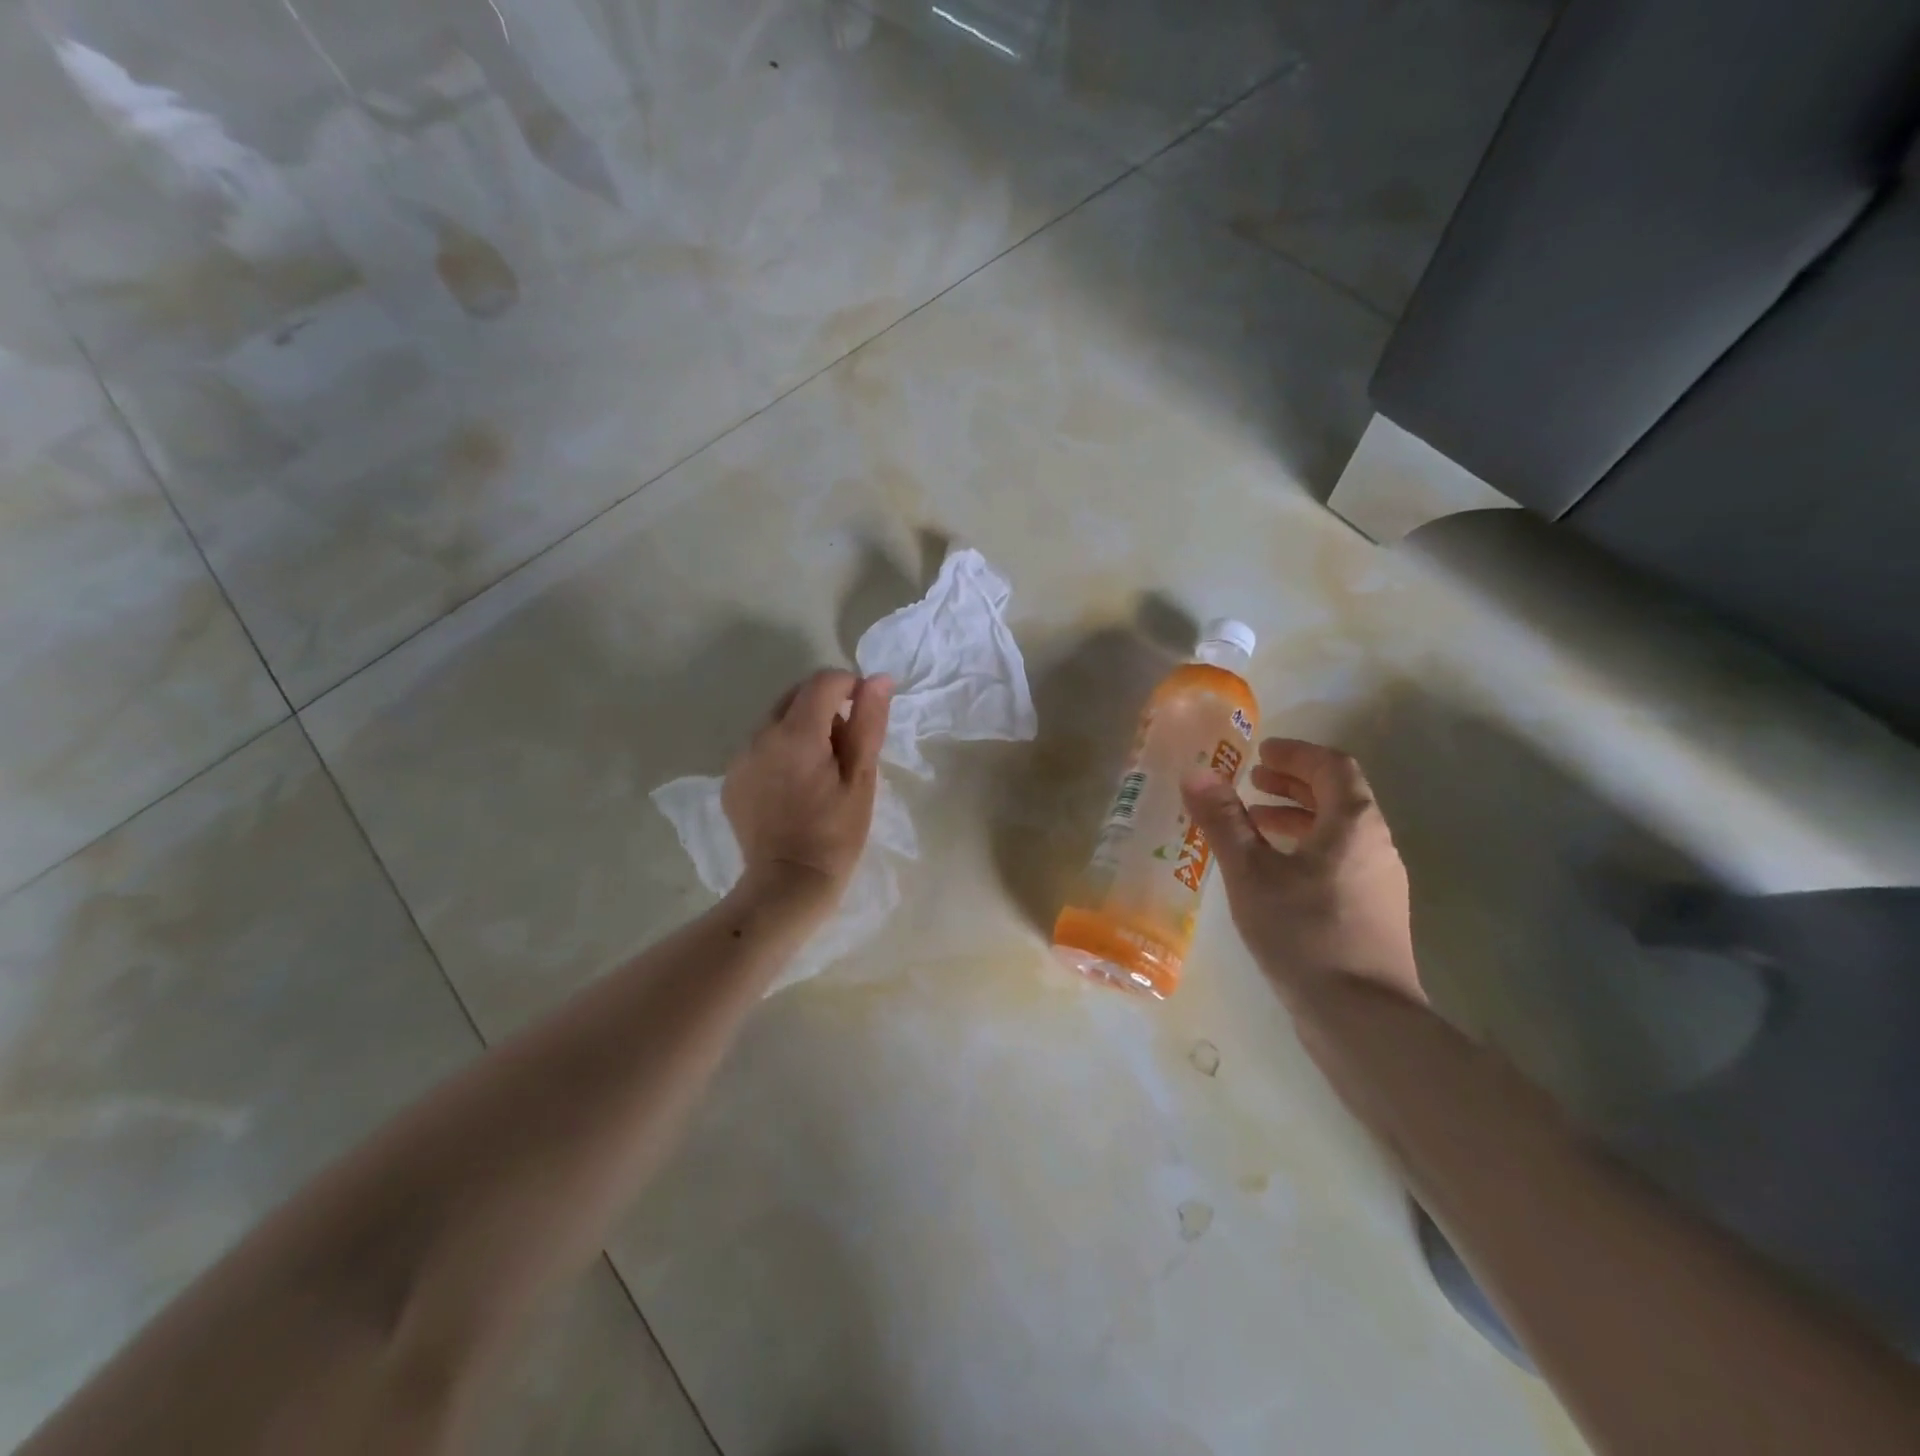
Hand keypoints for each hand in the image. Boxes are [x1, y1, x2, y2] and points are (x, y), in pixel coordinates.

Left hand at [723, 669, 892, 900]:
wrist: (787, 885)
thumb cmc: (836, 833)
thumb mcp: (861, 777)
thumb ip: (868, 722)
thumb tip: (877, 678)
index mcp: (797, 733)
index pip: (824, 681)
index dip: (850, 687)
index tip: (864, 715)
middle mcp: (761, 735)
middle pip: (797, 696)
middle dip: (826, 708)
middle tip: (845, 750)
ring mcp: (740, 758)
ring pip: (777, 721)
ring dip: (802, 731)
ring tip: (820, 773)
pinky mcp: (731, 779)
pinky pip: (761, 748)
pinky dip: (781, 753)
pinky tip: (794, 788)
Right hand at [1181, 738, 1422, 1009]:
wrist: (1361, 1017)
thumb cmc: (1303, 932)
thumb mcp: (1250, 872)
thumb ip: (1223, 820)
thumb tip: (1196, 773)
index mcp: (1354, 823)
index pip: (1332, 766)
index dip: (1295, 753)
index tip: (1259, 752)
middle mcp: (1376, 844)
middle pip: (1338, 796)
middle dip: (1292, 783)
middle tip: (1251, 782)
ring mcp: (1380, 881)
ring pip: (1338, 831)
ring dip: (1296, 817)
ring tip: (1253, 825)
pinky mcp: (1373, 912)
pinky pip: (1338, 860)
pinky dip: (1305, 848)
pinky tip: (1272, 874)